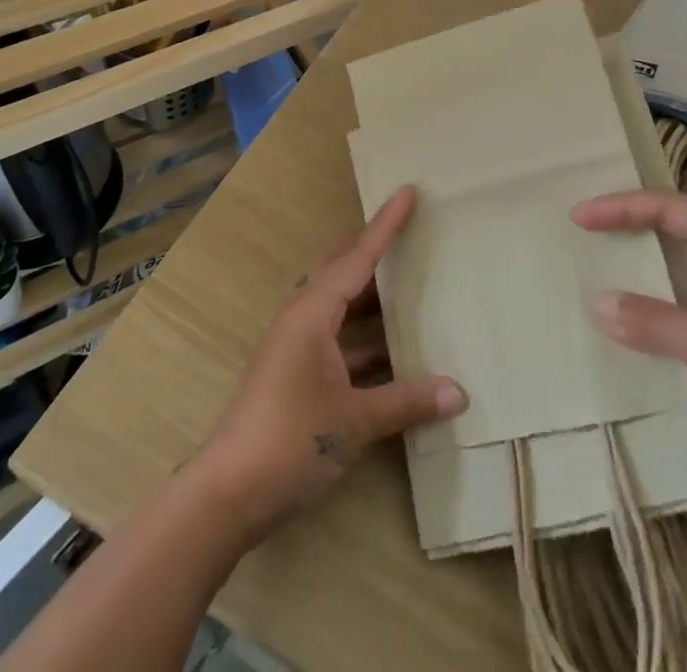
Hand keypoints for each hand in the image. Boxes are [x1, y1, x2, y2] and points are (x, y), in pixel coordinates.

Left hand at [192, 185, 466, 541]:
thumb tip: (459, 393)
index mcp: (313, 313)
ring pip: (341, 308)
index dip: (385, 226)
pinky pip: (339, 342)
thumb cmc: (291, 440)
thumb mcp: (355, 420)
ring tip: (412, 288)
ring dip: (372, 301)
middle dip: (373, 251)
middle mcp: (303, 320)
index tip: (408, 192)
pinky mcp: (295, 376)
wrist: (227, 494)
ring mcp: (296, 349)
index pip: (358, 257)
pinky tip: (396, 356)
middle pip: (343, 272)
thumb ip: (407, 402)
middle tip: (410, 233)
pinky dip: (366, 342)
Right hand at [572, 191, 686, 492]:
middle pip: (668, 223)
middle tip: (580, 226)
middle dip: (624, 221)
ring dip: (633, 255)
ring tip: (591, 253)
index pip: (668, 207)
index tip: (579, 217)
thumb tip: (595, 301)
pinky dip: (644, 290)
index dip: (621, 207)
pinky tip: (618, 301)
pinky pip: (673, 290)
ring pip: (670, 257)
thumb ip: (650, 320)